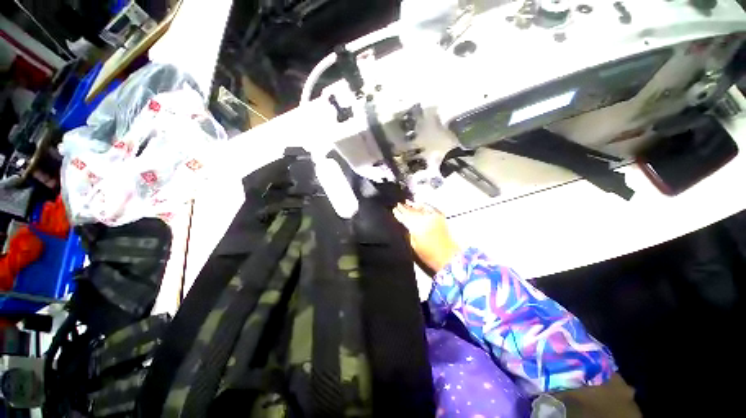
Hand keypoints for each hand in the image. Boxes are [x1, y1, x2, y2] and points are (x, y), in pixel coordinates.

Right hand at [393, 201, 460, 272]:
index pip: (405, 218)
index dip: (398, 214)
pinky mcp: (440, 217)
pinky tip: (419, 203)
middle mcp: (424, 219)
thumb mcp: (414, 246)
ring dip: (413, 205)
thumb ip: (410, 233)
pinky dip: (424, 205)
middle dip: (404, 208)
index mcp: (416, 227)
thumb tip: (406, 226)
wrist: (448, 256)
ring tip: (407, 202)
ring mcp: (433, 217)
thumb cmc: (429, 255)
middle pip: (412, 211)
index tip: (394, 210)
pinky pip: (430, 208)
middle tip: (398, 204)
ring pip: (420, 208)